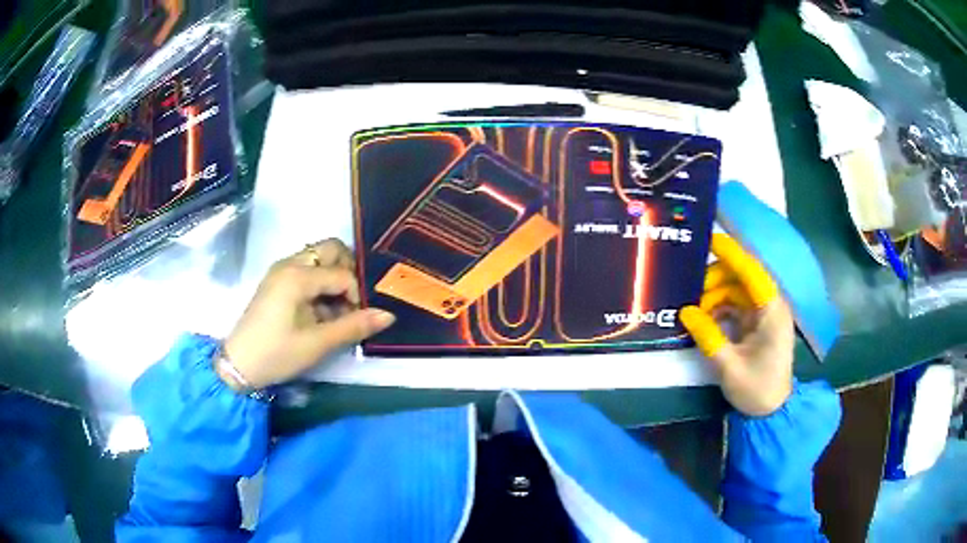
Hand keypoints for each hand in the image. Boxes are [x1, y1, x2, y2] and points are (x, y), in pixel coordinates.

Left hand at [221, 239, 395, 388]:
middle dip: (348, 272)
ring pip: (319, 259)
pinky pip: (307, 270)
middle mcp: (290, 263)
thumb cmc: (277, 354)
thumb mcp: (317, 343)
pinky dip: (321, 284)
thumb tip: (389, 315)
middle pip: (331, 249)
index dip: (357, 296)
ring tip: (337, 311)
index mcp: (298, 275)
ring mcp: (281, 270)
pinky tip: (321, 312)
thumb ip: (354, 326)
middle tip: (351, 302)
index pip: (343, 274)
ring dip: (334, 278)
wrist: (239, 364)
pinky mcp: (278, 281)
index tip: (356, 321)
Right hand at [680, 234, 794, 416]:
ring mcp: (763, 313)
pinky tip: (703, 317)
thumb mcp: (729, 367)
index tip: (708, 239)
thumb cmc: (757, 388)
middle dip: (715, 279)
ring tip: (693, 309)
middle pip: (741, 277)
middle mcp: (770, 304)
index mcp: (771, 310)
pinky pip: (735, 304)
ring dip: (714, 294)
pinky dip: (718, 307)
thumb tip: (685, 312)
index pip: (751, 272)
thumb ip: (708, 337)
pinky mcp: (756, 323)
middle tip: (689, 291)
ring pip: (736, 289)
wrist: (772, 410)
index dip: (731, 254)